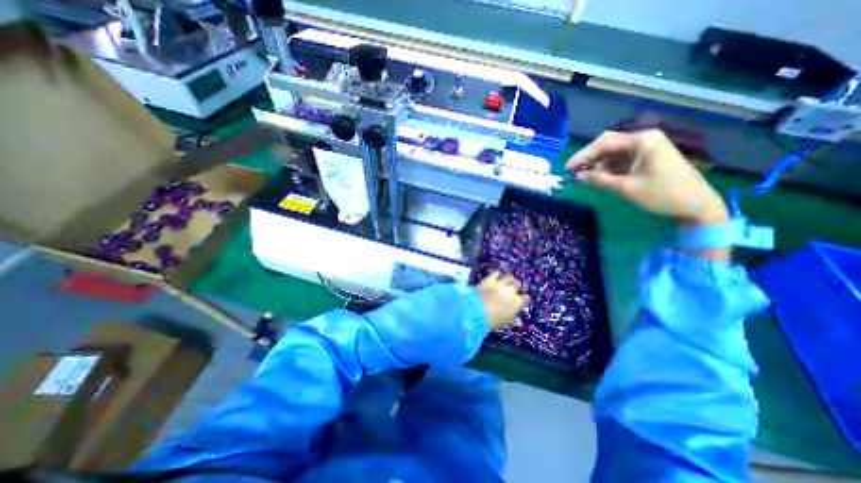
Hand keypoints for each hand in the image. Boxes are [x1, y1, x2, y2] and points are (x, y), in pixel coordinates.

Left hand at [473, 273, 528, 332]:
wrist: (477, 311)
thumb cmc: (493, 320)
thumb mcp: (504, 322)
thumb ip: (513, 320)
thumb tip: (519, 321)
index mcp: (517, 303)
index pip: (525, 298)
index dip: (523, 298)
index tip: (520, 299)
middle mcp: (511, 291)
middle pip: (517, 284)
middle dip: (515, 286)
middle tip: (511, 289)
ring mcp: (501, 284)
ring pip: (509, 277)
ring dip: (508, 279)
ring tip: (505, 281)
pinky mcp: (490, 279)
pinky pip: (496, 273)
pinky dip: (496, 274)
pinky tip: (495, 276)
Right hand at [570, 128, 727, 225]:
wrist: (696, 206)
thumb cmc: (661, 194)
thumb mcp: (626, 188)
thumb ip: (599, 180)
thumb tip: (577, 176)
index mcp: (642, 141)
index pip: (605, 142)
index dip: (583, 154)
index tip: (568, 167)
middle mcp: (643, 140)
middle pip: (608, 146)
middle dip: (589, 159)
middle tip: (573, 172)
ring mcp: (646, 150)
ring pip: (613, 154)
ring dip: (597, 165)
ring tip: (582, 177)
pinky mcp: (646, 160)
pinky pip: (621, 161)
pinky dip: (607, 169)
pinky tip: (597, 178)